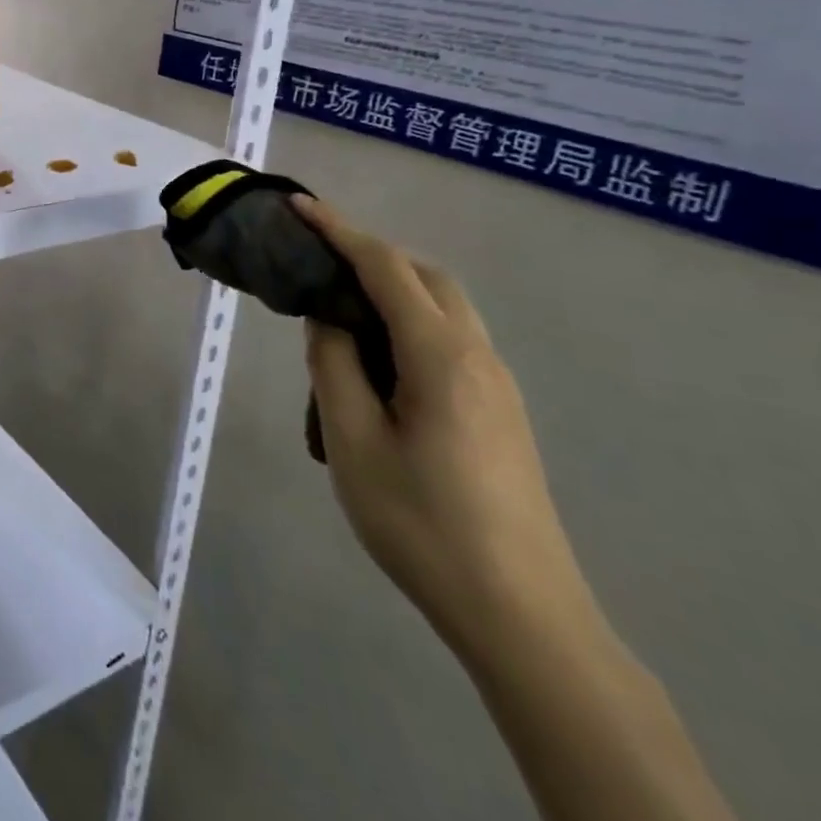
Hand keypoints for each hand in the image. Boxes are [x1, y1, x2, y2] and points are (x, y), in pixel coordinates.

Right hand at [294, 197, 598, 664]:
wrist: (521, 614)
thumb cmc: (422, 523)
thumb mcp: (353, 440)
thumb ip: (333, 365)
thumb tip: (328, 318)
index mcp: (441, 355)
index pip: (385, 268)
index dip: (339, 230)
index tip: (299, 206)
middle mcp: (478, 356)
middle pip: (425, 278)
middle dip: (371, 255)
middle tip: (317, 265)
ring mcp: (497, 385)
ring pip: (442, 310)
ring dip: (391, 293)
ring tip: (338, 320)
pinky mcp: (501, 413)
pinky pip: (450, 343)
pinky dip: (408, 327)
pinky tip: (376, 370)